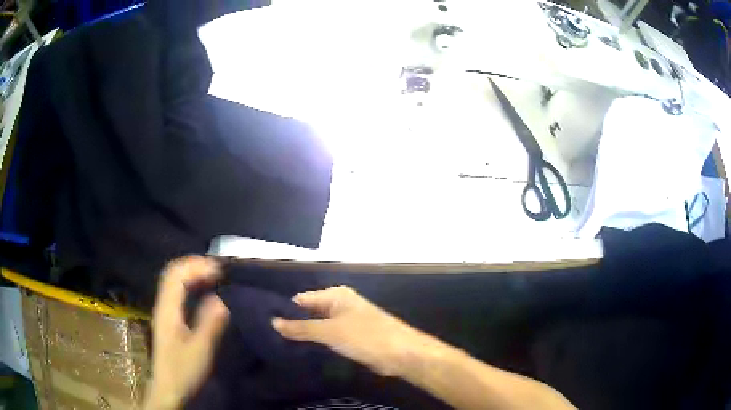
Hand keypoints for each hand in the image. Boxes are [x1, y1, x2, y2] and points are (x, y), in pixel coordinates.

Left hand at [144, 257, 229, 409]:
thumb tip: (221, 298)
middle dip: (194, 265)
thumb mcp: (200, 350)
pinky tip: (203, 290)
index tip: (219, 271)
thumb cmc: (183, 371)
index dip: (196, 266)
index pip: (176, 275)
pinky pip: (177, 291)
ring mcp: (164, 311)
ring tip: (213, 275)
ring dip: (192, 272)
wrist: (169, 388)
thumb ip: (209, 323)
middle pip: (172, 272)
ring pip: (174, 280)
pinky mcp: (169, 318)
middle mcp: (163, 305)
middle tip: (218, 269)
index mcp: (168, 310)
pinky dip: (190, 283)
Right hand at [272, 286, 438, 376]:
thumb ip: (301, 328)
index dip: (284, 311)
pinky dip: (317, 343)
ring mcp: (346, 322)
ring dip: (304, 336)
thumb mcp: (329, 331)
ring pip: (318, 327)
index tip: (265, 323)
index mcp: (335, 295)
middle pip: (309, 312)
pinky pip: (328, 338)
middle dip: (293, 324)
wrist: (400, 353)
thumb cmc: (365, 336)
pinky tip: (301, 353)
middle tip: (269, 338)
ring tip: (279, 346)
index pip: (301, 299)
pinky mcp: (351, 337)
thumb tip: (273, 322)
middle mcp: (340, 305)